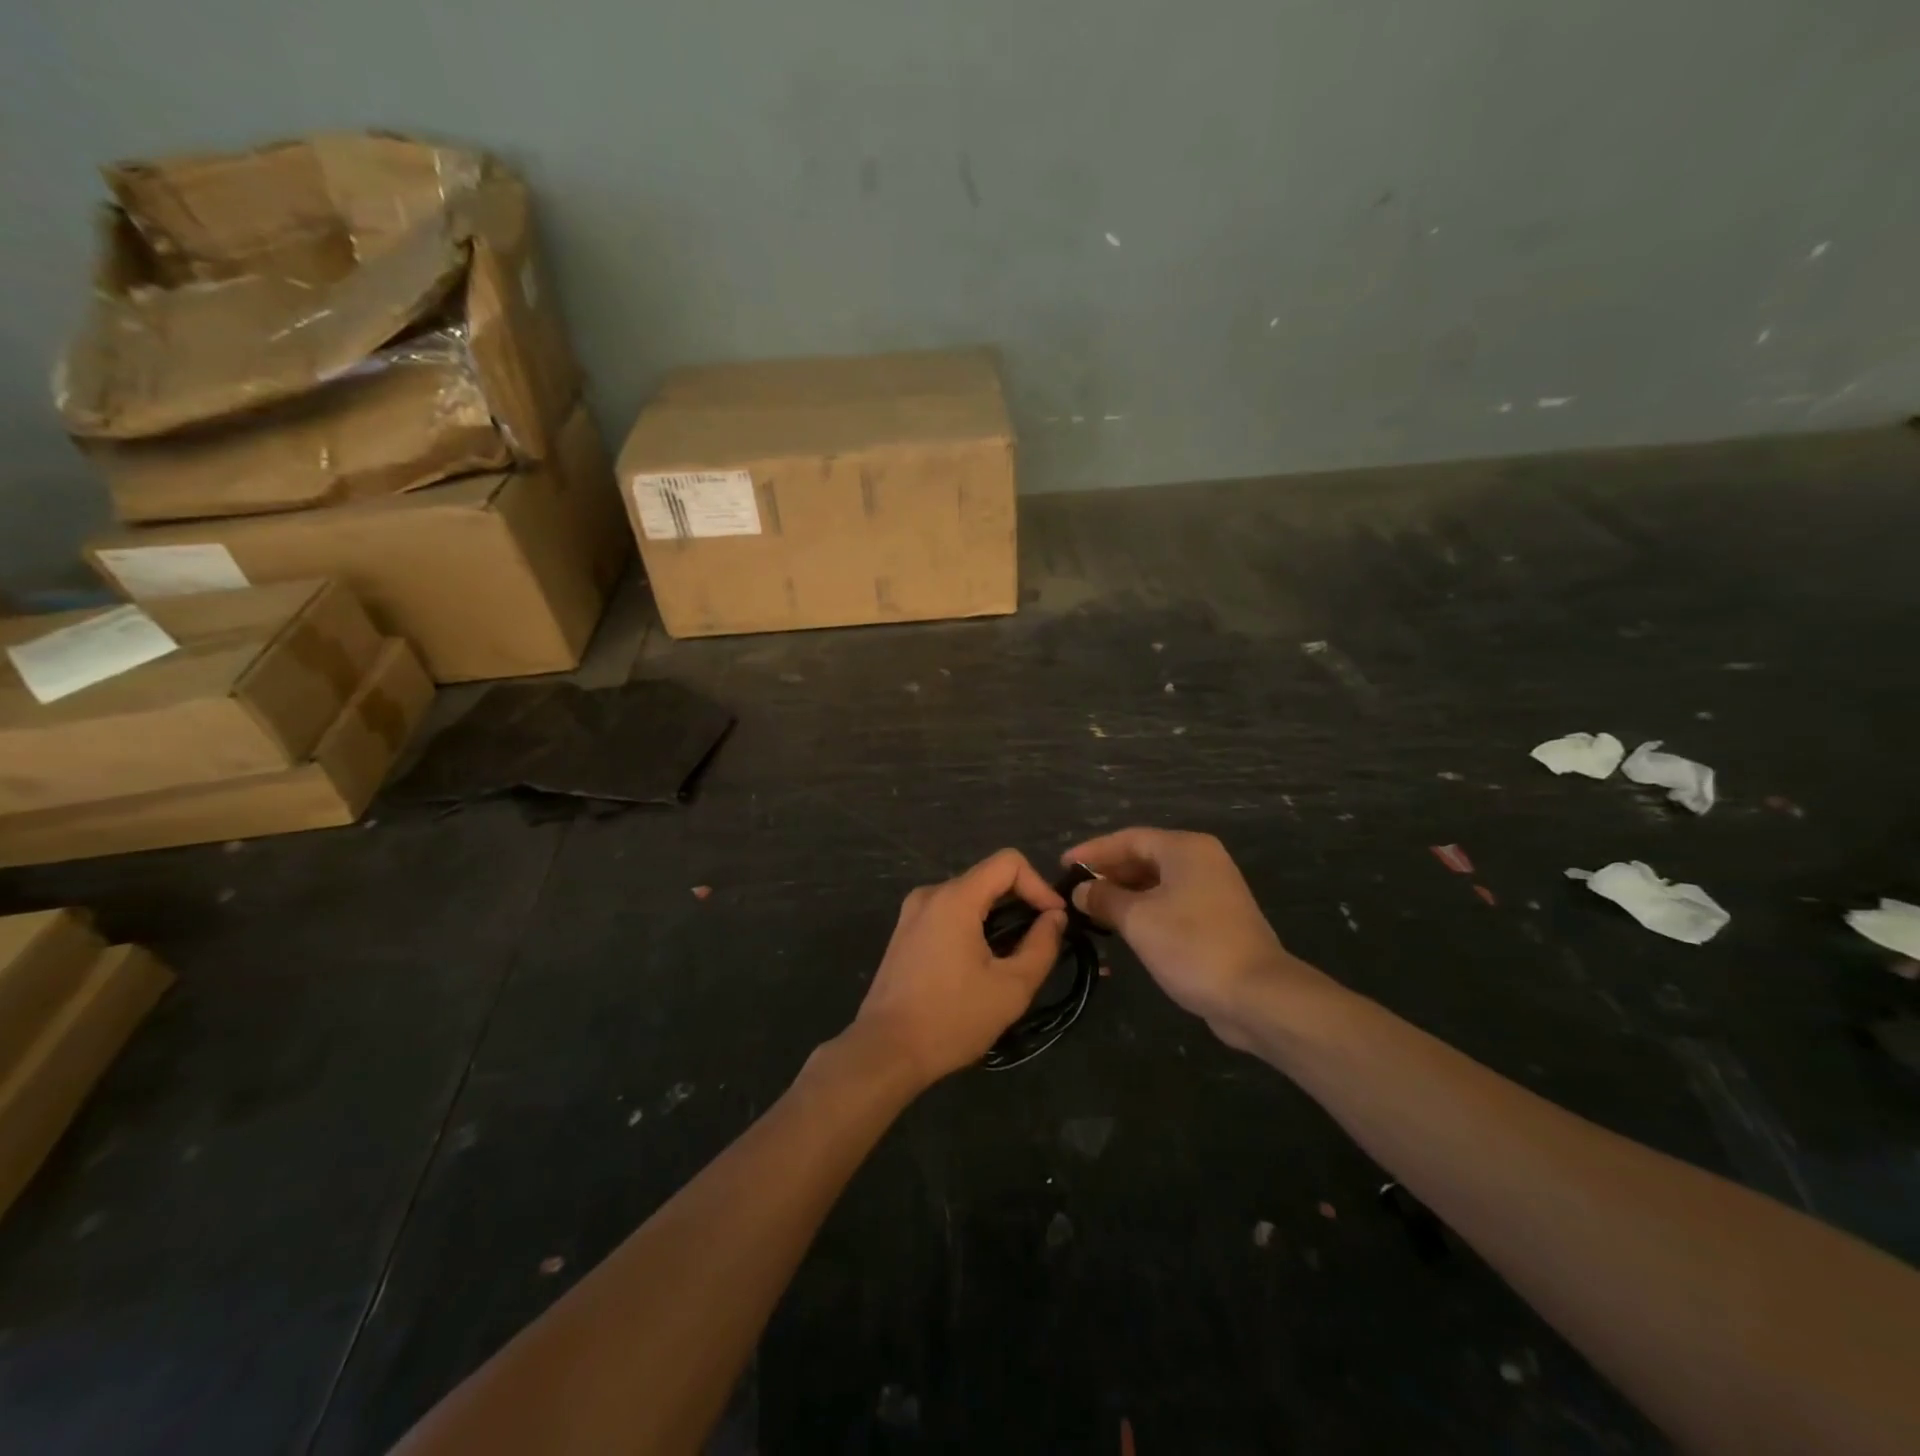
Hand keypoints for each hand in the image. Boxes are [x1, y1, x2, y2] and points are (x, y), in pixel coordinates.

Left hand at [851, 849, 1067, 1087]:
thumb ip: (1041, 946)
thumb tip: (1055, 917)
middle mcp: (930, 894)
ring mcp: (912, 913)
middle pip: (988, 878)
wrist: (886, 1051)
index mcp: (955, 898)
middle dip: (1021, 902)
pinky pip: (948, 913)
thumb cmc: (951, 1019)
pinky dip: (973, 926)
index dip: (1039, 885)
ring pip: (968, 896)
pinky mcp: (905, 933)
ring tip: (1014, 955)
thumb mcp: (1011, 988)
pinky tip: (981, 963)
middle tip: (1041, 940)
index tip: (1054, 919)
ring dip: (997, 917)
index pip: (1008, 862)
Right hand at [1063, 828, 1333, 1050]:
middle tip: (1074, 892)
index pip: (1128, 838)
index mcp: (1185, 849)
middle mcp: (1202, 861)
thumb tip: (1081, 890)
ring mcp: (1213, 891)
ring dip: (1123, 895)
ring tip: (1091, 912)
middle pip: (1144, 857)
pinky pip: (1170, 904)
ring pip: (1156, 883)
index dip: (1092, 851)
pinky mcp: (1216, 920)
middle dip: (1107, 874)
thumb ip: (1104, 898)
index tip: (1062, 866)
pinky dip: (1144, 911)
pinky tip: (1121, 929)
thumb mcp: (1138, 919)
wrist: (1257, 995)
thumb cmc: (1192, 946)